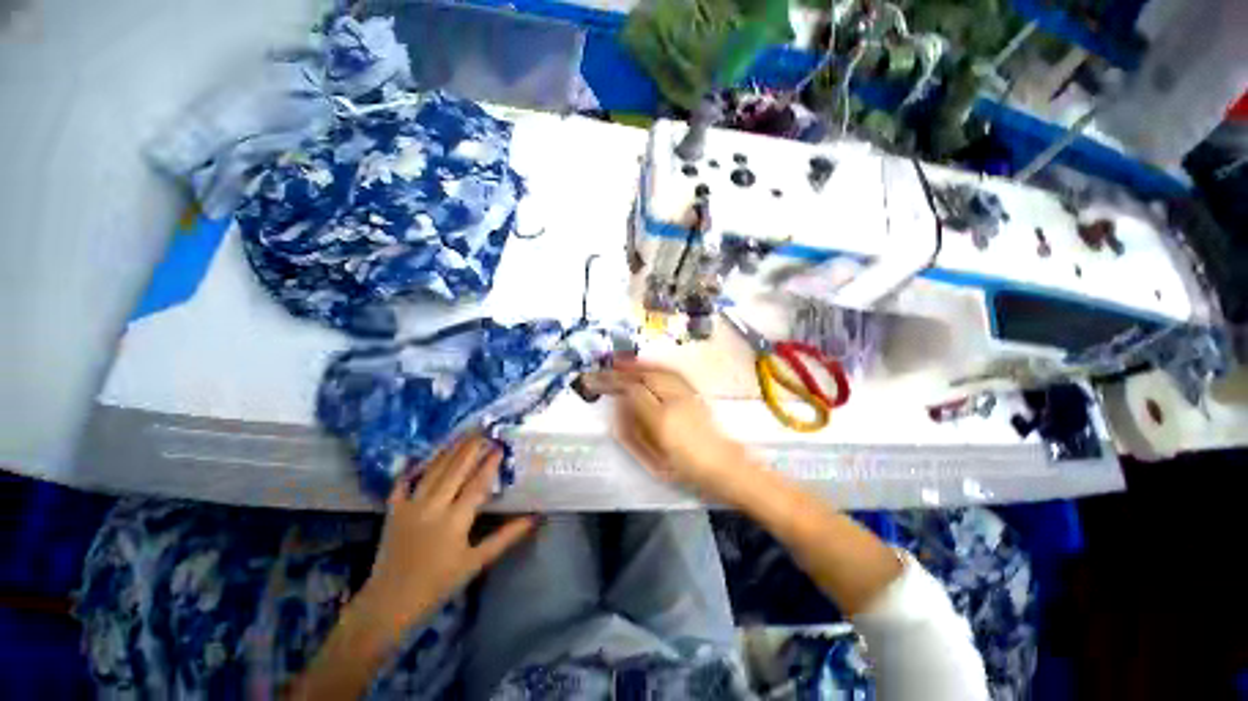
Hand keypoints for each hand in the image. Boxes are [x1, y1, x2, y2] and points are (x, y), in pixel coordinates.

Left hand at [358, 435, 537, 631]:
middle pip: (455, 470)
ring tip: (462, 434)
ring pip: (432, 471)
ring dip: (449, 450)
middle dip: (471, 448)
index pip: (477, 484)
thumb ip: (506, 537)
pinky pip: (403, 483)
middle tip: (484, 430)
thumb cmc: (438, 585)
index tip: (500, 446)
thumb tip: (534, 518)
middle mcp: (433, 507)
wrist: (389, 604)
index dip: (489, 464)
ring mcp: (410, 507)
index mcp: (455, 521)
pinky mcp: (393, 511)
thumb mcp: (476, 563)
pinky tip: (420, 456)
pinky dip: (412, 468)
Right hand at [582, 358, 765, 505]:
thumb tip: (621, 406)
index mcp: (662, 420)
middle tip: (609, 365)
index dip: (613, 383)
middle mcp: (675, 401)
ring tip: (624, 361)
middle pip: (645, 376)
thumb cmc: (686, 469)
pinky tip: (649, 366)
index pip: (632, 392)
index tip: (597, 379)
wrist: (724, 467)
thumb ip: (634, 430)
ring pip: (659, 371)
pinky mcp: (695, 393)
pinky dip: (656, 367)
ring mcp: (688, 394)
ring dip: (640, 365)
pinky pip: (672, 373)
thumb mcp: (654, 457)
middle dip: (625, 369)